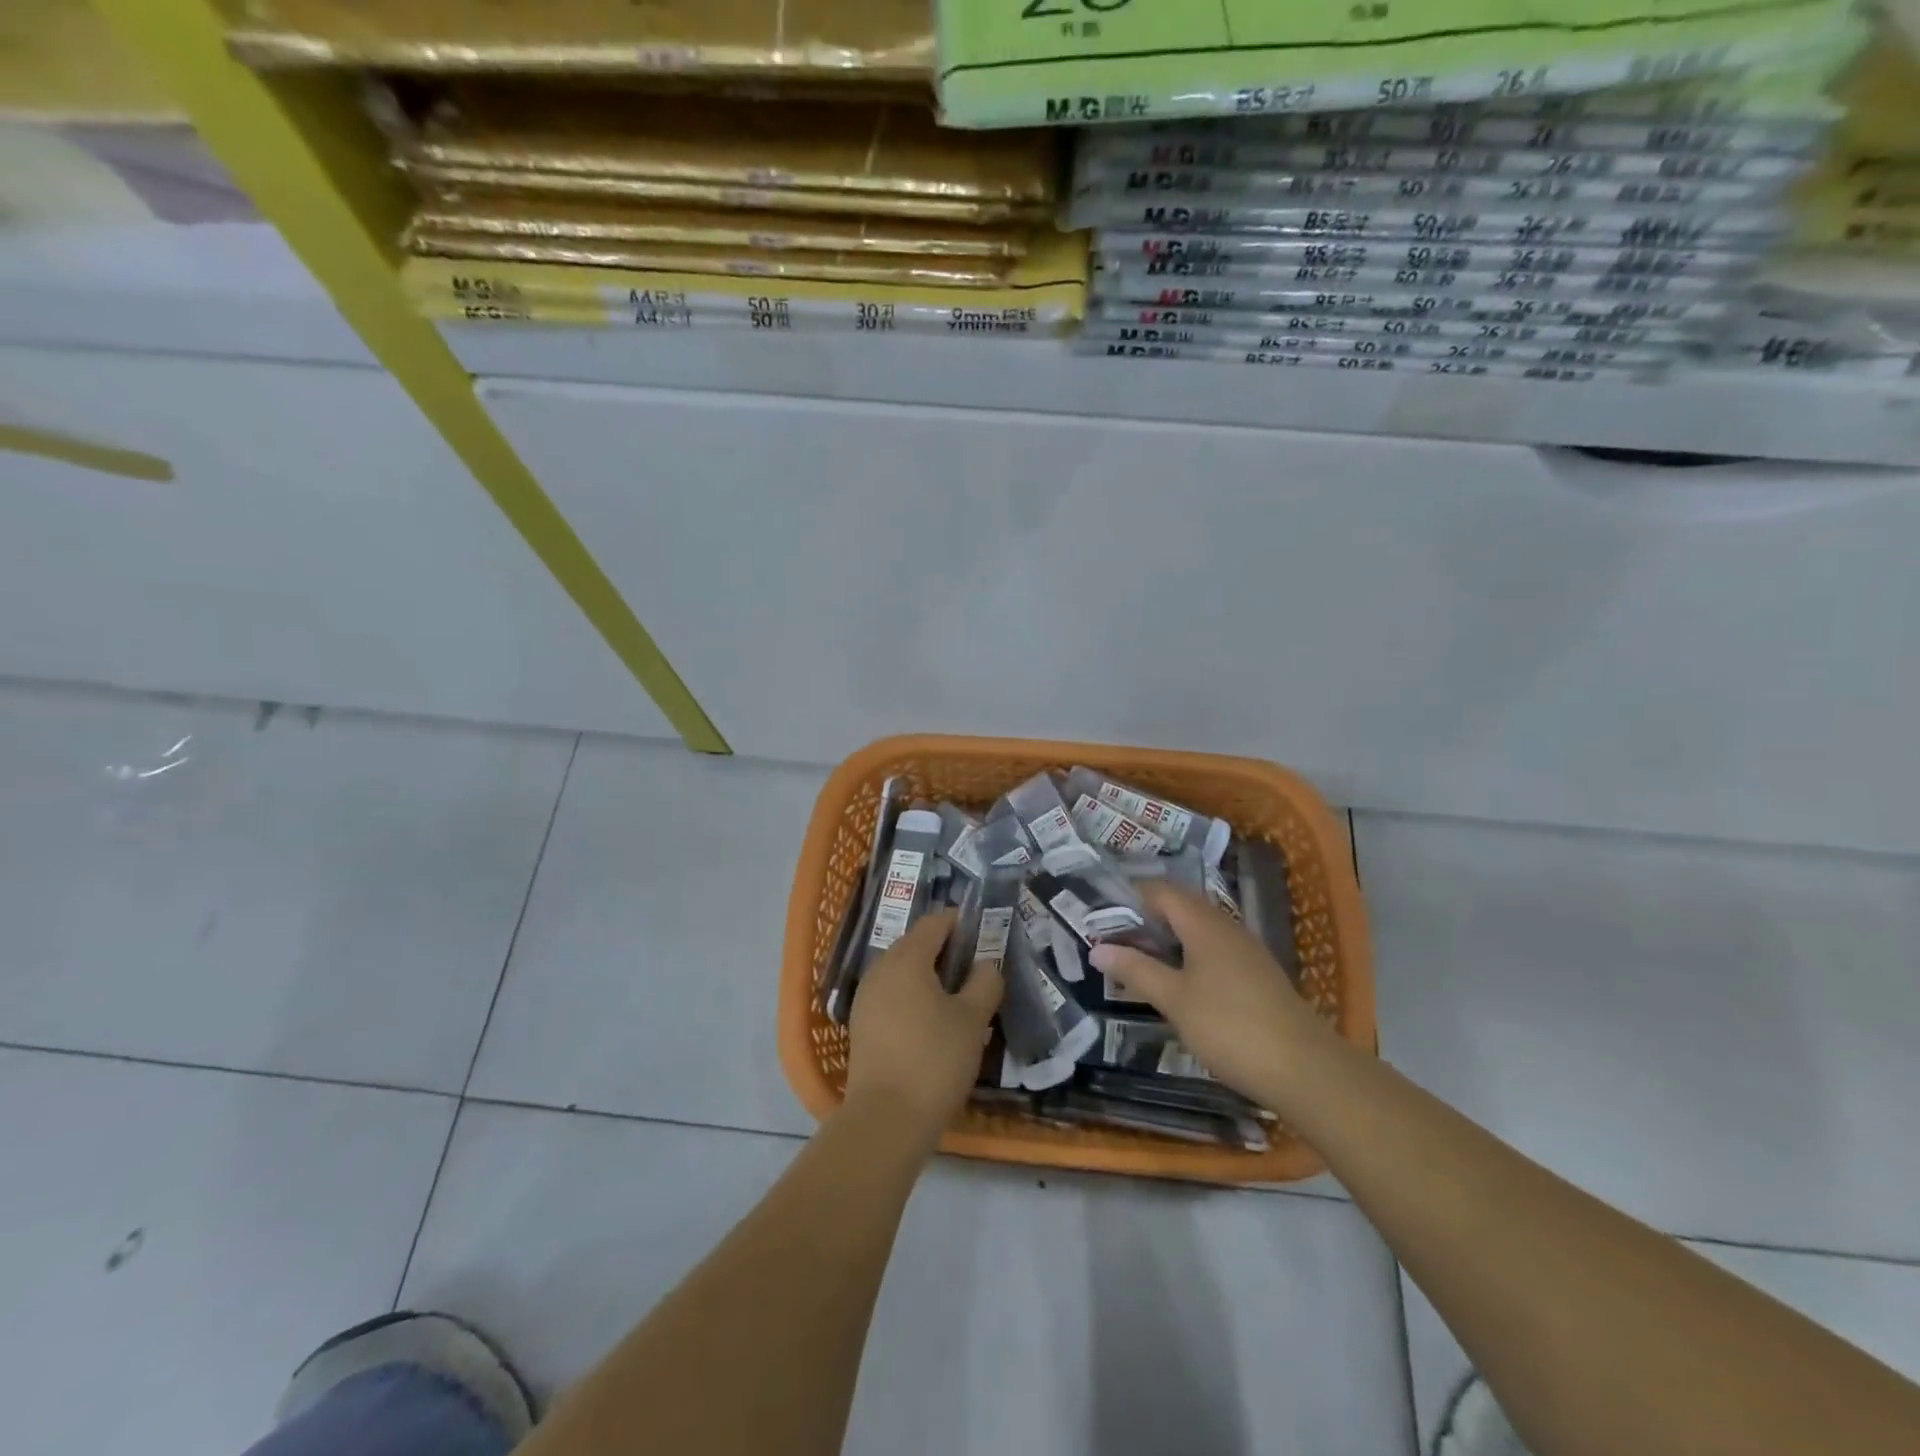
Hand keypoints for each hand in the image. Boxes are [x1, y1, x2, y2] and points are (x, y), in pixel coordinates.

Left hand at [844, 909, 1002, 1142]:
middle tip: (976, 970)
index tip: (985, 935)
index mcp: (907, 958)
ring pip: (902, 972)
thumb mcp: (973, 1020)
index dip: (961, 923)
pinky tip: (933, 1023)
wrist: (885, 1120)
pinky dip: (913, 998)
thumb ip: (985, 983)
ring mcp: (866, 998)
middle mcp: (881, 969)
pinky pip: (892, 996)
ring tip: (959, 999)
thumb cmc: (935, 1060)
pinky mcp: (861, 1025)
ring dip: (929, 976)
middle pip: (916, 944)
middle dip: (946, 951)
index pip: (935, 923)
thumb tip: (986, 965)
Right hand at [1089, 882, 1333, 1107]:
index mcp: (1204, 923)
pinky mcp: (1255, 975)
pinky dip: (1187, 955)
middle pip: (1179, 907)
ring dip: (1166, 938)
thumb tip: (1098, 947)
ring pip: (1197, 929)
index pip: (1160, 891)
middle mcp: (1226, 927)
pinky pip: (1212, 950)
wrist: (1305, 1069)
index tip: (1098, 915)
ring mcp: (1245, 951)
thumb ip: (1135, 970)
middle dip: (1144, 918)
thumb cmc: (1230, 1027)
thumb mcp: (1174, 1000)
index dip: (1128, 897)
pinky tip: (1176, 982)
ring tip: (1136, 960)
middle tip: (1111, 939)